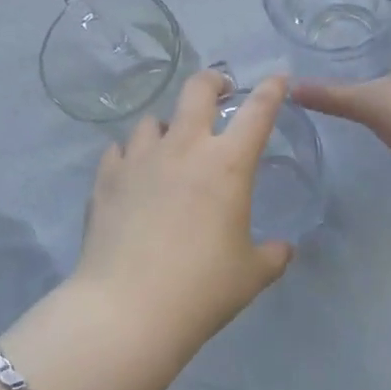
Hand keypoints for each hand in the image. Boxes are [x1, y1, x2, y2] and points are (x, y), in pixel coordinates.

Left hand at [73, 69, 294, 351]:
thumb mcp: (250, 275)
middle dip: (213, 81)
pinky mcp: (106, 179)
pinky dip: (130, 156)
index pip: (258, 111)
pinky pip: (119, 151)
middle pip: (197, 89)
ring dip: (167, 126)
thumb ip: (272, 255)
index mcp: (227, 164)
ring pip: (153, 120)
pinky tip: (133, 175)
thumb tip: (283, 249)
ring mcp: (140, 160)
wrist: (127, 311)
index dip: (272, 89)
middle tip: (221, 93)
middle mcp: (184, 148)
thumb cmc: (201, 289)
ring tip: (170, 148)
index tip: (278, 78)